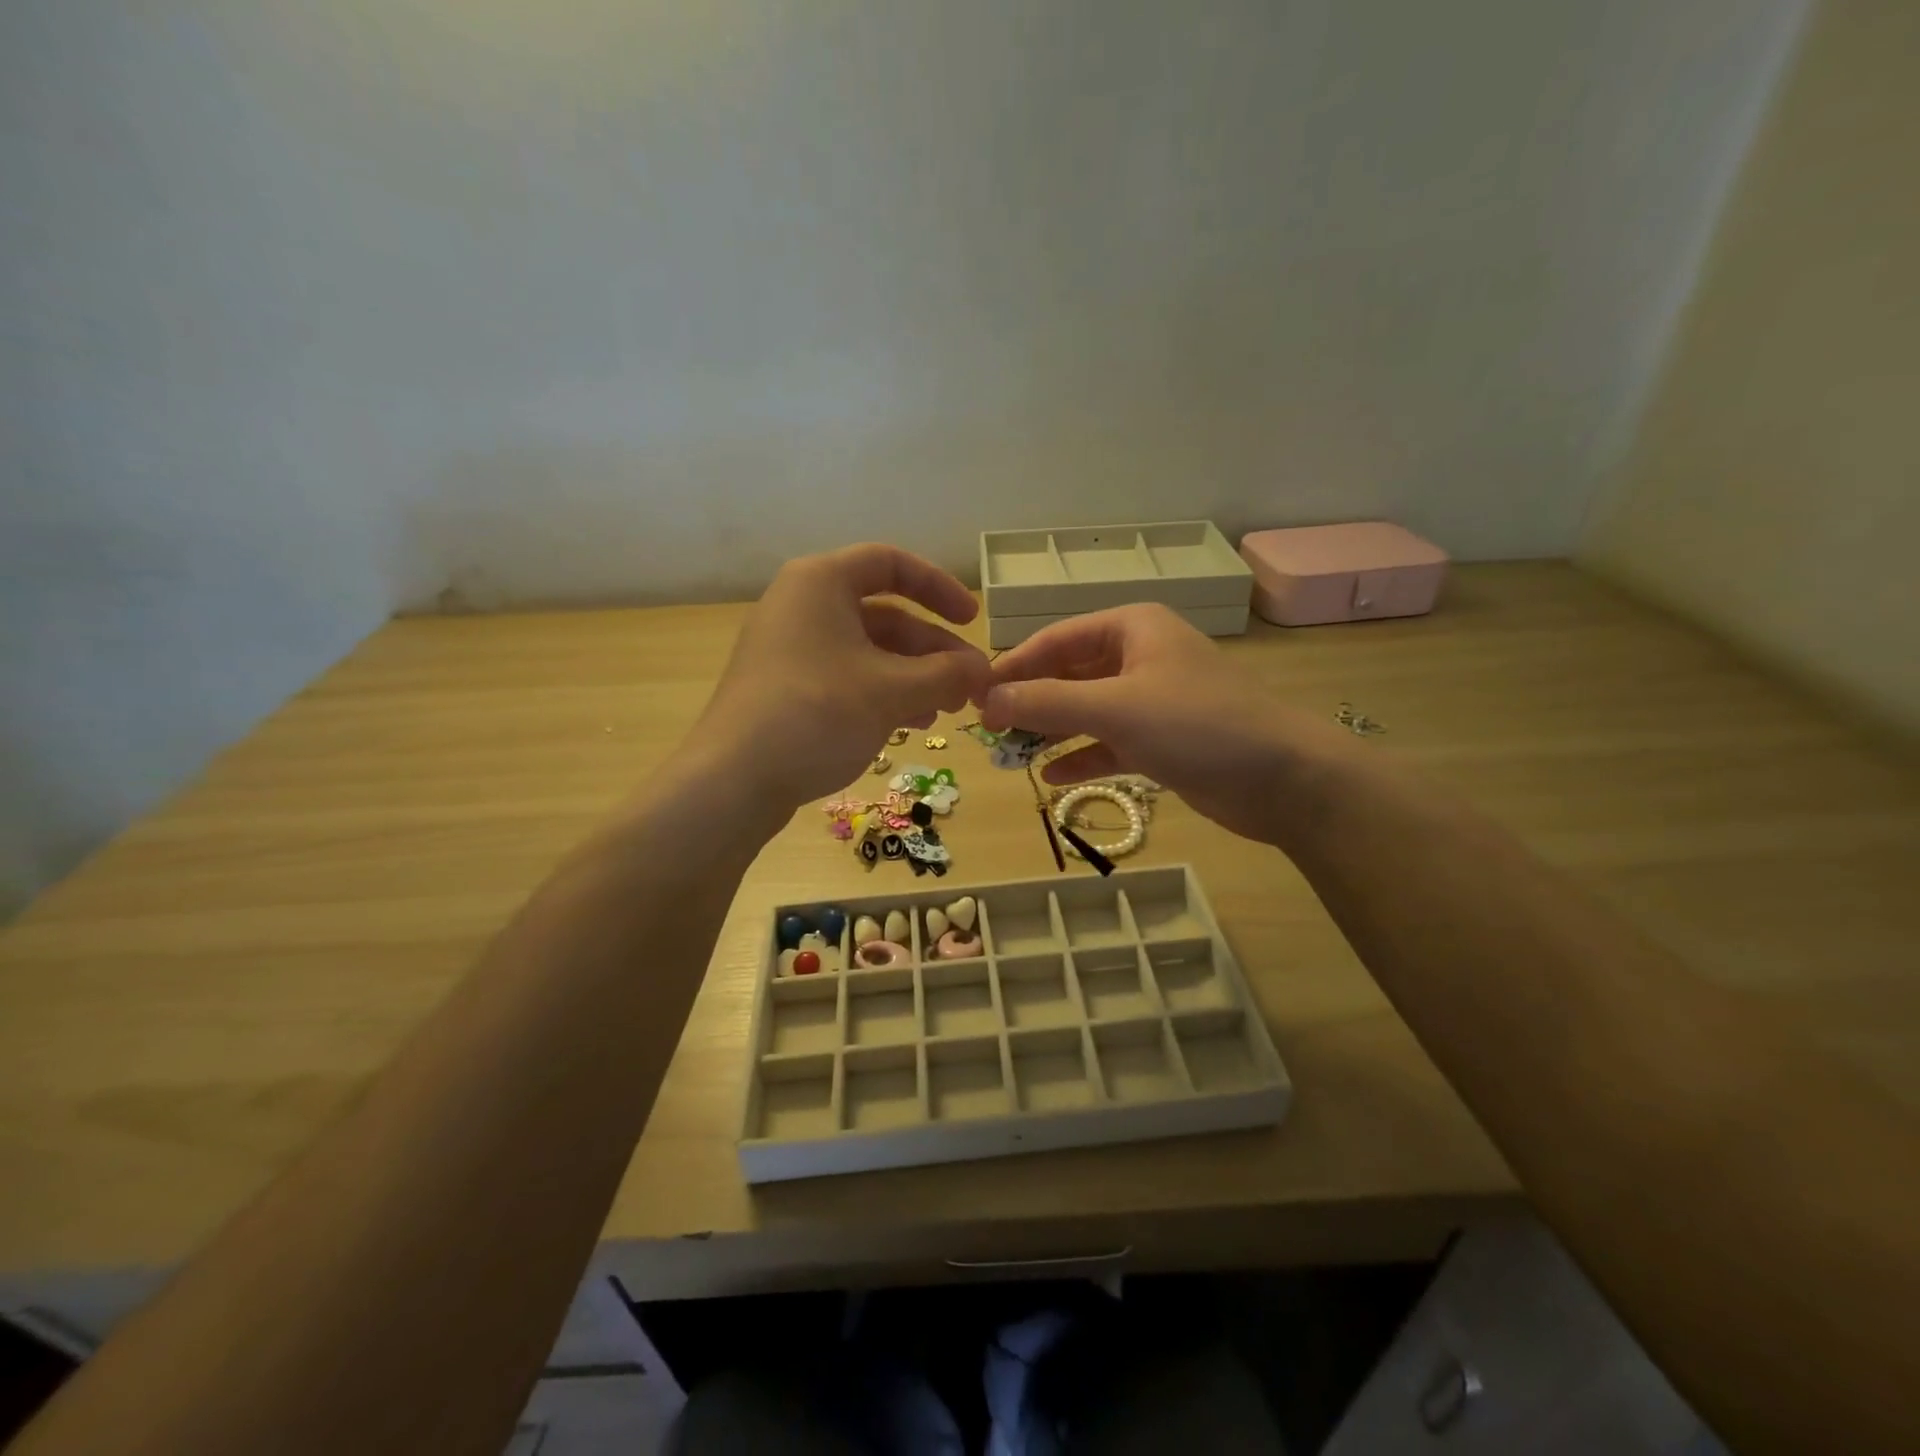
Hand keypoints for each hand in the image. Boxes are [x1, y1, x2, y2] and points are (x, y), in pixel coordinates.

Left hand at [690, 544, 991, 811]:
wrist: (733, 780)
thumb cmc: (818, 714)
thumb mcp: (893, 692)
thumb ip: (947, 674)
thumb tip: (984, 671)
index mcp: (821, 582)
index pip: (891, 563)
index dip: (939, 588)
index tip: (973, 621)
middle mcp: (801, 605)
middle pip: (884, 614)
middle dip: (932, 650)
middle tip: (970, 685)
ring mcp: (789, 648)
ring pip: (867, 651)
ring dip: (913, 676)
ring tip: (947, 710)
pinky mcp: (783, 687)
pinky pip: (845, 676)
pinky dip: (882, 693)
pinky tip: (910, 724)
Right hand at [980, 604, 1351, 844]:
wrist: (1284, 778)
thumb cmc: (1197, 725)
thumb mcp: (1114, 708)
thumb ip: (1047, 702)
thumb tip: (987, 700)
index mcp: (1132, 628)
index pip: (1056, 639)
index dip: (1013, 665)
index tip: (975, 694)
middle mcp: (1141, 656)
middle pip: (1069, 674)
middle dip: (1031, 701)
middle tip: (988, 729)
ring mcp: (1153, 700)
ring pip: (1087, 710)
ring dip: (1051, 731)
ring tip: (1011, 756)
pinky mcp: (1164, 739)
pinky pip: (1109, 742)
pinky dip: (1082, 756)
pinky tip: (1052, 778)